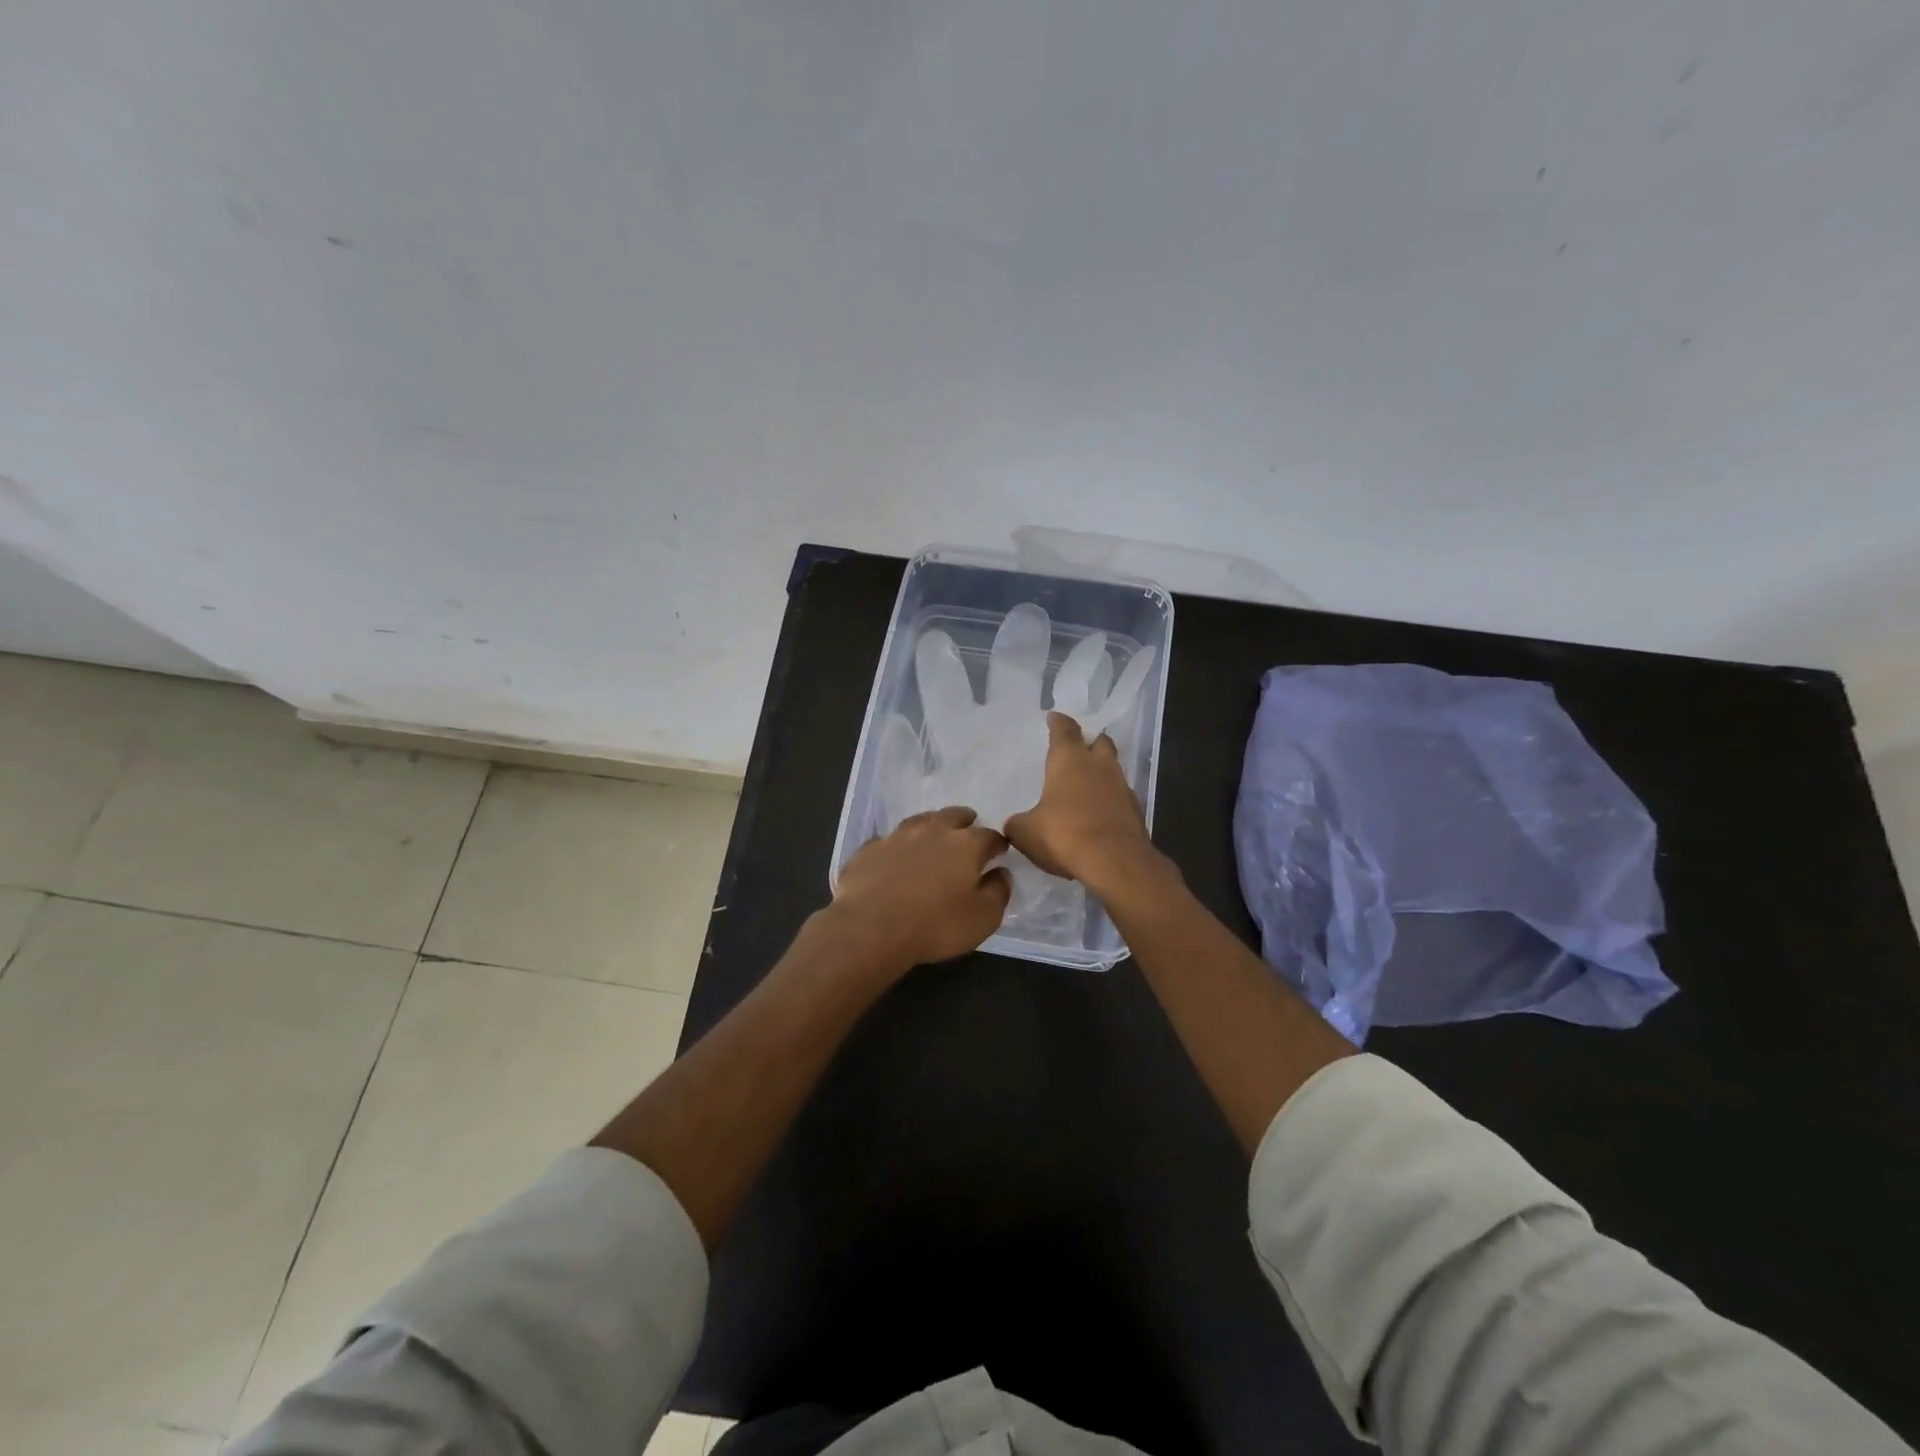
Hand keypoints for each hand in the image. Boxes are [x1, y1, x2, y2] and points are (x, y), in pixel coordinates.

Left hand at [825, 806, 1011, 970]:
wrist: (870, 928)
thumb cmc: (935, 925)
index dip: (997, 843)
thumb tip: (1002, 873)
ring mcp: (897, 836)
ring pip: (920, 821)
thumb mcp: (982, 919)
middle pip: (954, 816)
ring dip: (931, 825)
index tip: (1000, 850)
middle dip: (965, 821)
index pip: (989, 836)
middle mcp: (933, 831)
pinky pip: (888, 840)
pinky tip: (895, 855)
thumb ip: (998, 892)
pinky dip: (897, 845)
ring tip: (934, 833)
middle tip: (968, 828)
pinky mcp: (869, 849)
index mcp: (965, 845)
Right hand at [1004, 713, 1159, 894]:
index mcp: (1070, 759)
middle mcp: (1099, 766)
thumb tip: (1015, 824)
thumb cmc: (1064, 834)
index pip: (1065, 729)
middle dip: (1089, 742)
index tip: (1054, 718)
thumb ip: (1017, 823)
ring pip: (1112, 769)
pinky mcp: (1135, 812)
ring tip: (1085, 786)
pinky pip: (1120, 797)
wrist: (1115, 863)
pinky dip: (1109, 801)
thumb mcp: (1026, 831)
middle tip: (1078, 749)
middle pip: (1099, 742)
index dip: (1058, 722)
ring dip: (1101, 773)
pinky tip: (1097, 815)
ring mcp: (1122, 787)